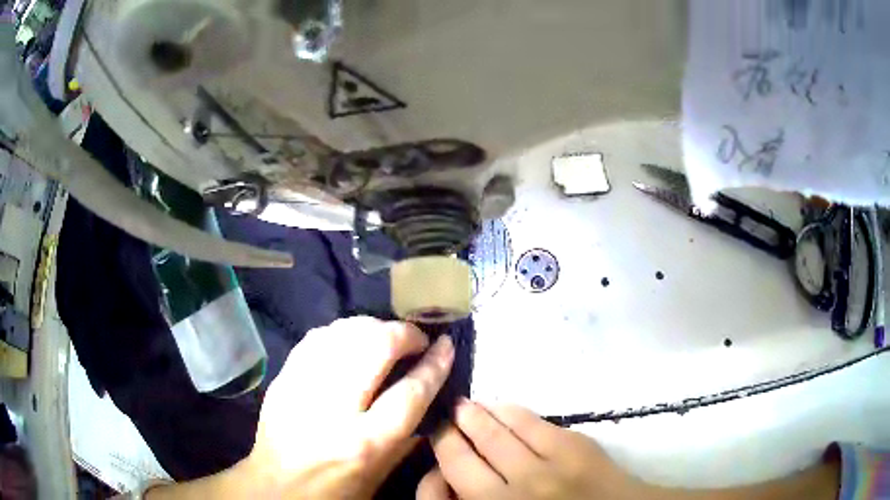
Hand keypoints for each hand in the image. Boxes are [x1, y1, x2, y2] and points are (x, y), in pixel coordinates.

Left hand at [244, 316, 454, 498]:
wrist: (276, 490)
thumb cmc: (334, 492)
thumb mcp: (380, 476)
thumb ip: (408, 437)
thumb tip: (429, 395)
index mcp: (365, 443)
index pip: (410, 391)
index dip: (434, 364)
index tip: (446, 344)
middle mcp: (333, 410)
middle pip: (375, 347)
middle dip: (403, 334)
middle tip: (416, 339)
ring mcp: (302, 388)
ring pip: (343, 333)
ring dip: (372, 327)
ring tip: (385, 336)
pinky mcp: (282, 379)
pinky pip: (315, 338)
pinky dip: (340, 333)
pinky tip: (350, 340)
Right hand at [418, 399, 646, 499]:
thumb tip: (451, 478)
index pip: (440, 490)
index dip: (432, 468)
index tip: (434, 448)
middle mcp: (508, 495)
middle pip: (460, 457)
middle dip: (447, 433)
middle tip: (443, 419)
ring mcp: (541, 469)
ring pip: (493, 434)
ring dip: (473, 415)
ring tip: (464, 406)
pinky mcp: (571, 447)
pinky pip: (529, 422)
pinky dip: (508, 410)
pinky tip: (499, 406)